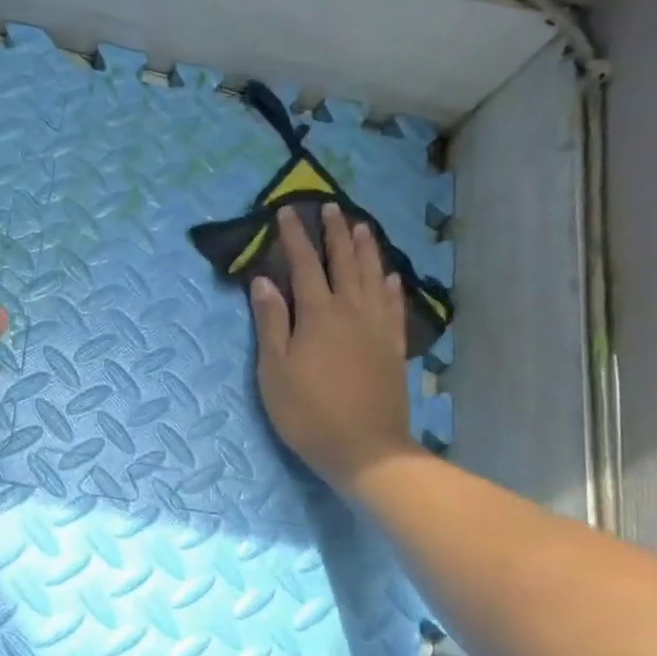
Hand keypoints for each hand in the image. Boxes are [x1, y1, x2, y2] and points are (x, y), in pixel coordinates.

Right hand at [250, 203, 414, 491]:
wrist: (365, 448)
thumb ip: (270, 322)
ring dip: (365, 249)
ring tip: (360, 226)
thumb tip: (263, 281)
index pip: (304, 265)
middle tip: (330, 207)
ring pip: (373, 276)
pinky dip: (390, 285)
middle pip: (344, 262)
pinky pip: (393, 306)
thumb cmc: (308, 412)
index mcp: (318, 314)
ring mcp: (377, 328)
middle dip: (334, 232)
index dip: (294, 237)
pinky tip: (389, 276)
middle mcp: (351, 310)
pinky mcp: (393, 347)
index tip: (287, 211)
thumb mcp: (275, 370)